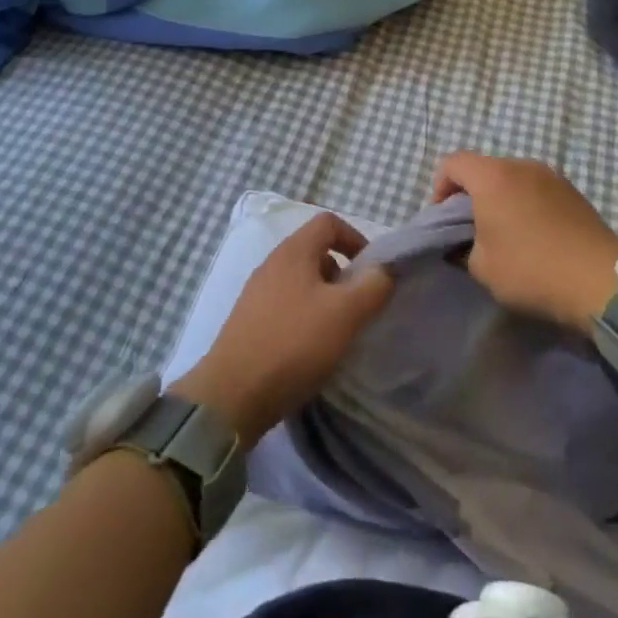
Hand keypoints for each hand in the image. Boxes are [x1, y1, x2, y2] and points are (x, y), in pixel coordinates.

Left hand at [174, 214, 392, 443]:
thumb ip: (373, 286)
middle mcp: (272, 264)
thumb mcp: (345, 313)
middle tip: (358, 305)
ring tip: (338, 332)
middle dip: (342, 274)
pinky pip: (286, 306)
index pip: (329, 222)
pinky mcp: (249, 322)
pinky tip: (311, 350)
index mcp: (293, 251)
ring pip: (301, 282)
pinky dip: (305, 318)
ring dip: (325, 299)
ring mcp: (256, 293)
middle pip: (315, 252)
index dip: (356, 238)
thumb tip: (385, 269)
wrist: (232, 395)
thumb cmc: (294, 344)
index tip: (372, 270)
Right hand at [431, 153, 617, 330]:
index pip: (453, 163)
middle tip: (473, 230)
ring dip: (502, 199)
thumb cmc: (531, 269)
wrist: (600, 282)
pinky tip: (536, 236)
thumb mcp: (482, 267)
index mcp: (493, 176)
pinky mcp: (574, 191)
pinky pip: (537, 189)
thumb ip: (463, 247)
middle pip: (484, 168)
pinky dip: (527, 204)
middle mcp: (522, 165)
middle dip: (472, 195)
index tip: (444, 220)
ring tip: (506, 234)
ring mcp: (552, 175)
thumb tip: (466, 242)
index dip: (440, 188)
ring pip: (512, 178)